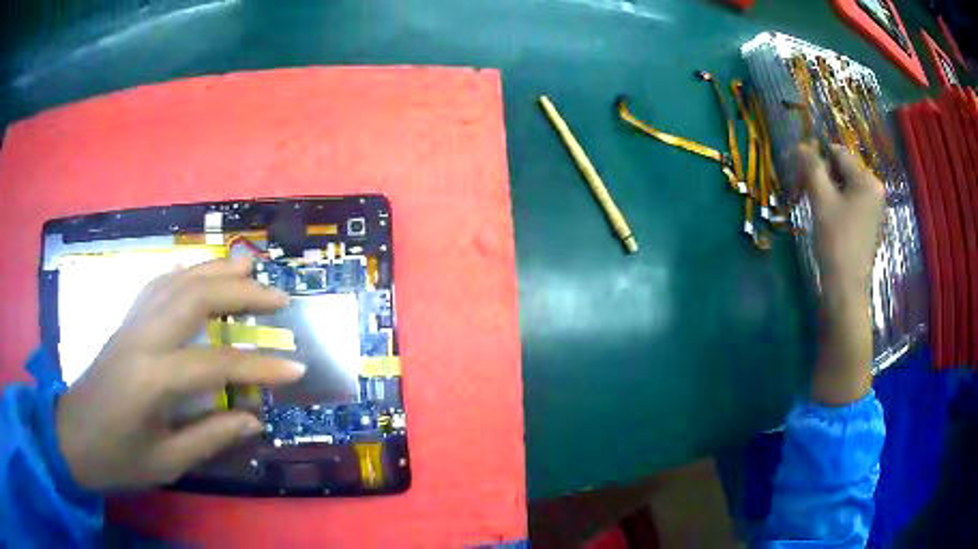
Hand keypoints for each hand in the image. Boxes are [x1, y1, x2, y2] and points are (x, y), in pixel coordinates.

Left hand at [55, 257, 304, 490]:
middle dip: (240, 292)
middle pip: (195, 297)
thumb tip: (254, 419)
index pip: (215, 364)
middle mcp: (142, 338)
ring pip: (176, 281)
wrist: (72, 437)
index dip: (259, 366)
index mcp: (151, 379)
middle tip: (278, 296)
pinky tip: (195, 273)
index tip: (297, 368)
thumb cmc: (117, 458)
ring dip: (214, 270)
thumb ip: (210, 437)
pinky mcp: (124, 323)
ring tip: (247, 266)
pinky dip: (182, 274)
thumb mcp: (166, 463)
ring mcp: (130, 324)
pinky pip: (156, 286)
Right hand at [798, 142, 885, 299]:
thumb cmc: (836, 242)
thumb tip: (802, 145)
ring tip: (814, 204)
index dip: (817, 156)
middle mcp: (874, 189)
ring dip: (828, 189)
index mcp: (867, 180)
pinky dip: (836, 202)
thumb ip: (813, 168)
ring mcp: (873, 207)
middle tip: (804, 189)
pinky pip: (851, 201)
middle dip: (823, 175)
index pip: (838, 153)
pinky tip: (826, 216)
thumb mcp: (822, 201)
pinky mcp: (869, 222)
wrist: (846, 289)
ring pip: (845, 186)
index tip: (800, 169)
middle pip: (843, 169)